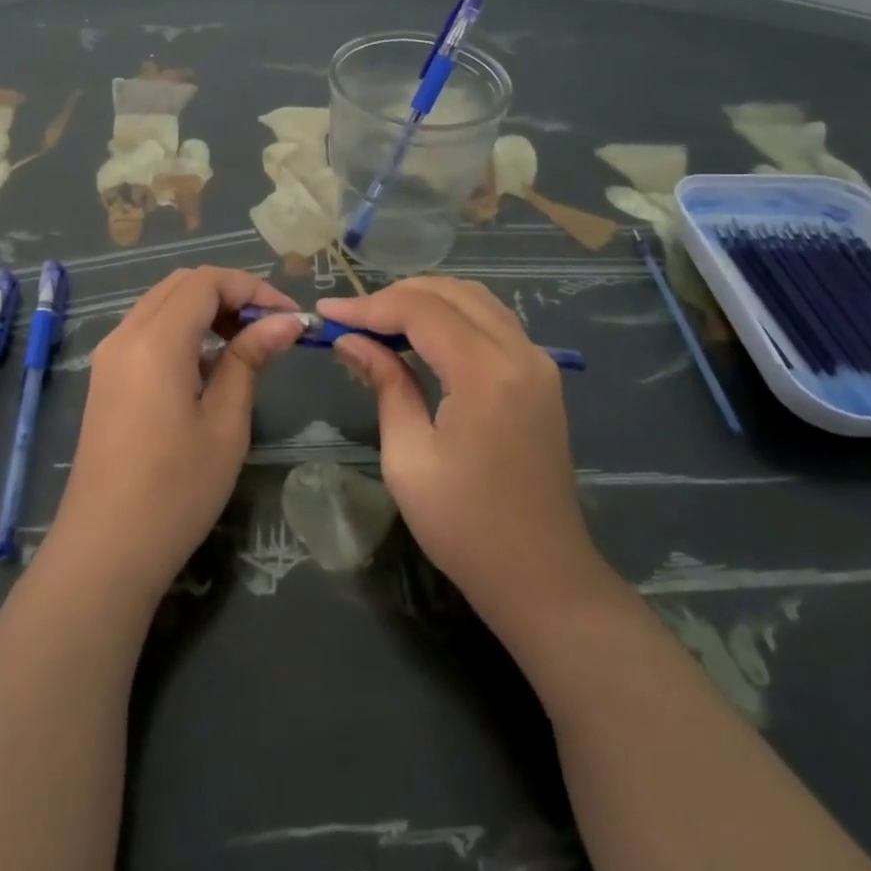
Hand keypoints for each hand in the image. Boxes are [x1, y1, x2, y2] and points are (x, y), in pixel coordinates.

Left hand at [47, 267, 304, 600]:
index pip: (206, 281)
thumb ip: (250, 359)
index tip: (289, 317)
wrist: (105, 551)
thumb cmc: (176, 491)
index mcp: (155, 341)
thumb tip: (285, 321)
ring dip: (206, 309)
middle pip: (182, 284)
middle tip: (268, 327)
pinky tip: (208, 366)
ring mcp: (109, 356)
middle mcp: (125, 335)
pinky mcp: (106, 378)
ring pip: (162, 303)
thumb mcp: (225, 423)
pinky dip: (182, 329)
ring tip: (245, 344)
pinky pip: (147, 330)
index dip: (252, 288)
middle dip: (230, 293)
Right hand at [319, 279, 612, 643]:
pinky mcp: (541, 375)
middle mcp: (520, 353)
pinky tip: (422, 336)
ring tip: (380, 322)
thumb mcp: (409, 457)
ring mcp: (538, 362)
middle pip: (451, 293)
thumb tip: (351, 340)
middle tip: (351, 318)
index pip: (421, 310)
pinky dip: (452, 316)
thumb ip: (385, 384)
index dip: (369, 306)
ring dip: (425, 301)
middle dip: (395, 296)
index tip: (327, 314)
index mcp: (486, 374)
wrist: (543, 577)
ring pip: (475, 299)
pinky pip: (492, 321)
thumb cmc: (466, 526)